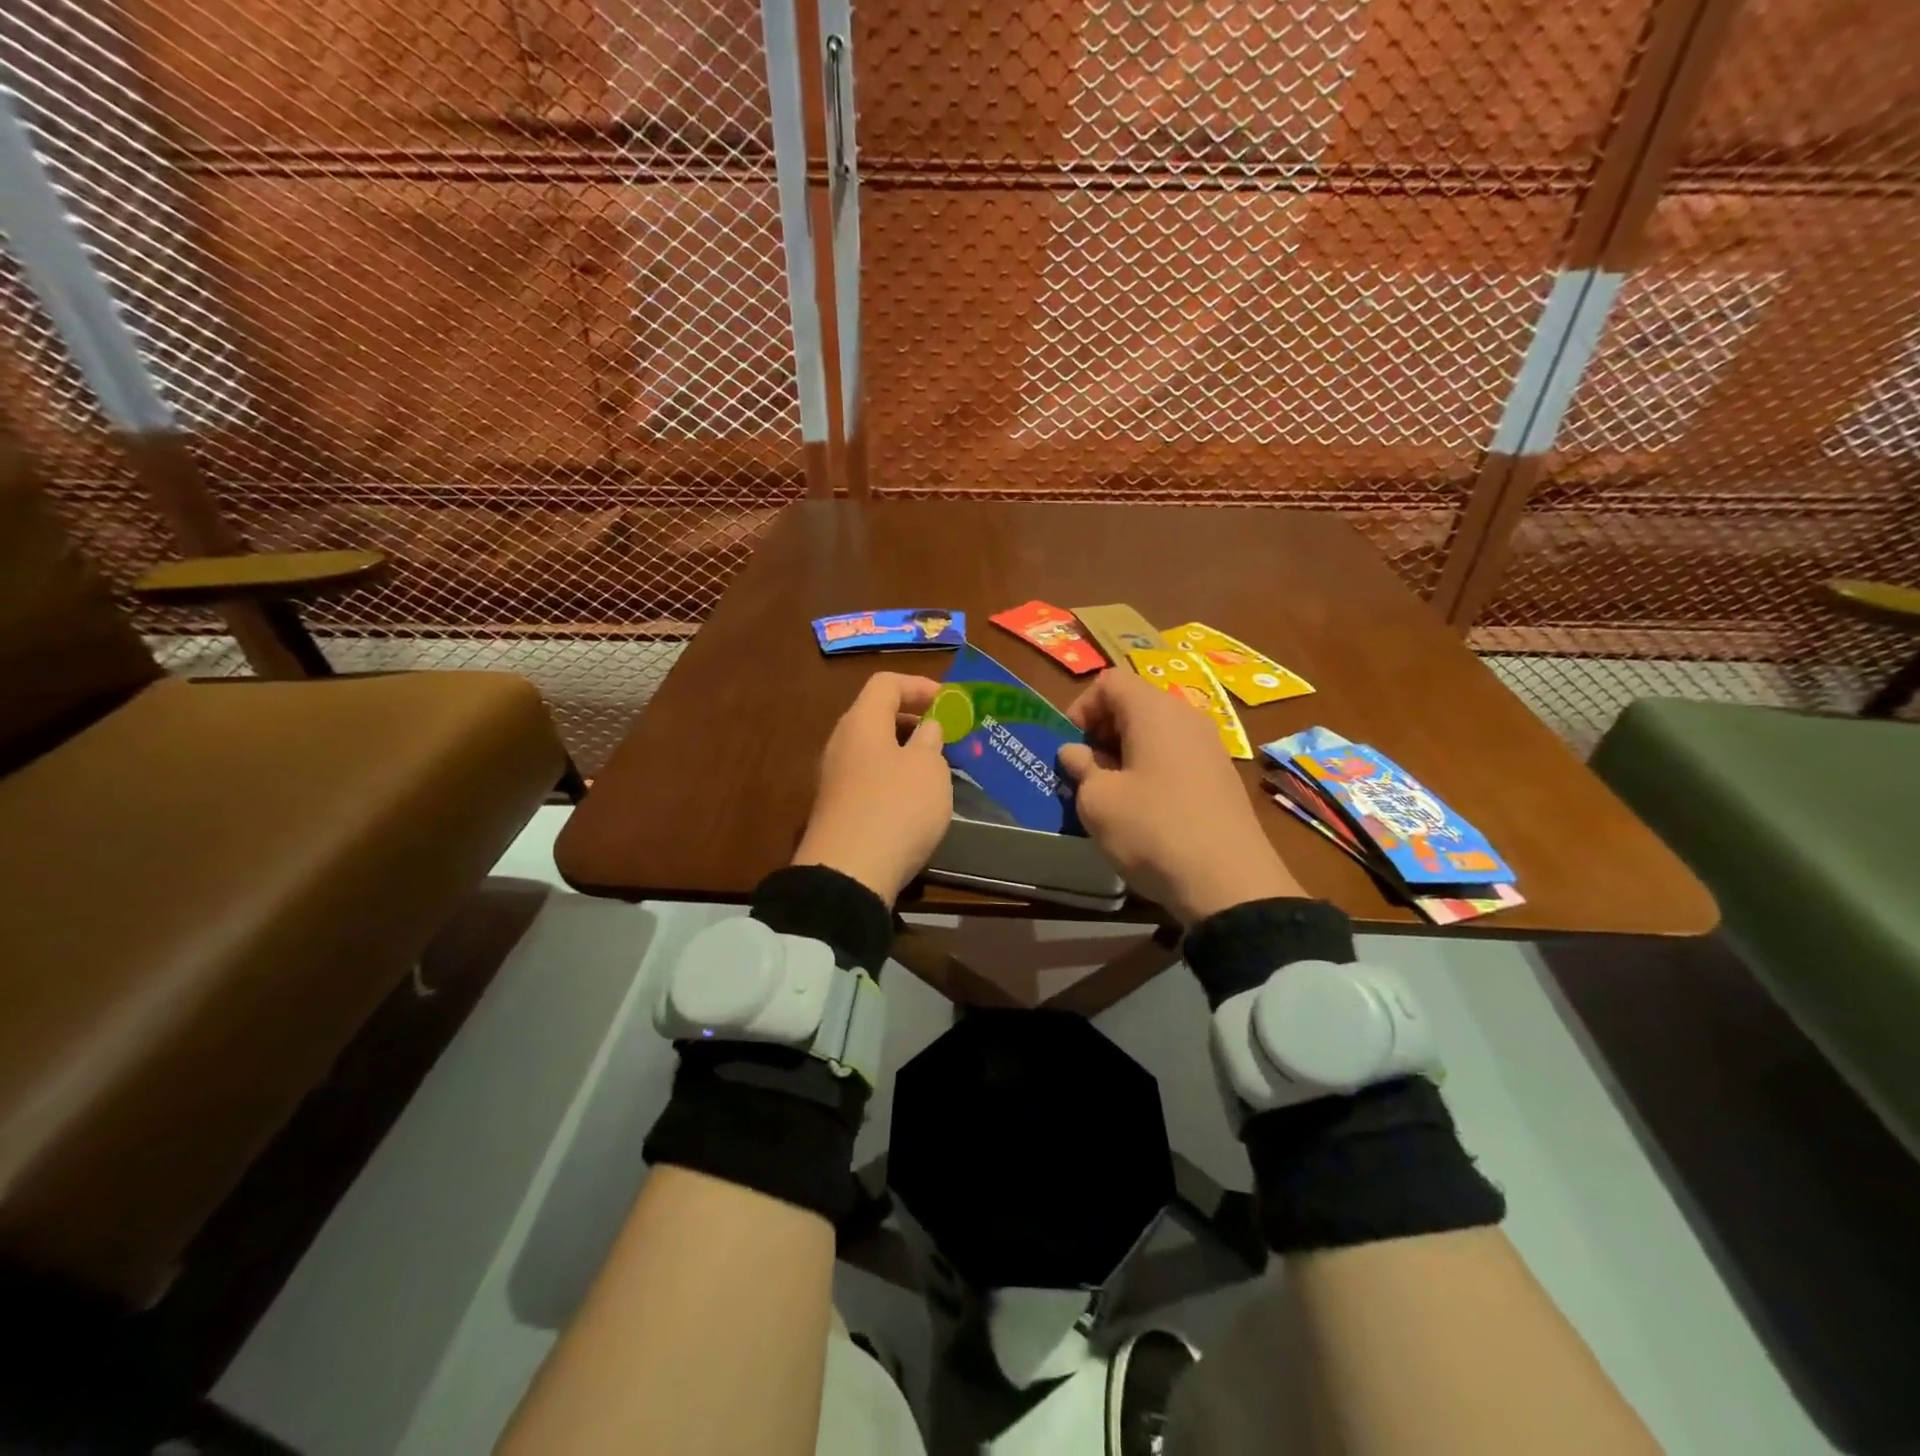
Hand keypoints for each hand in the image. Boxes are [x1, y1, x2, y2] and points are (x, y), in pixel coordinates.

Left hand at [794, 672, 952, 905]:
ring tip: (938, 768)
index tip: (950, 703)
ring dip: (906, 752)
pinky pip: (869, 777)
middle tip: (947, 736)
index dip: (919, 686)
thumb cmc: (896, 807)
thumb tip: (926, 727)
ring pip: (874, 749)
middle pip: (877, 715)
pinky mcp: (838, 808)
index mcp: (861, 721)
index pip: (886, 684)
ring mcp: (835, 777)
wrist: (849, 872)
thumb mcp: (927, 768)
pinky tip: (916, 800)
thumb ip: (930, 739)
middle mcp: (842, 743)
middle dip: (914, 720)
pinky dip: (894, 777)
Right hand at [1059, 670, 1302, 924]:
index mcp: (1154, 711)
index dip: (1082, 708)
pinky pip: (1176, 756)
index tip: (1070, 747)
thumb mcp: (1098, 801)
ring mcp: (1210, 747)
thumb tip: (1075, 752)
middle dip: (1102, 732)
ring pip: (1155, 732)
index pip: (1109, 682)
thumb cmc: (1152, 830)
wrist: (1229, 883)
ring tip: (1111, 793)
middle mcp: (1187, 717)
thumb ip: (1080, 768)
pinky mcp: (1222, 776)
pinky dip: (1152, 770)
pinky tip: (1144, 809)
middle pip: (1134, 704)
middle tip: (1086, 771)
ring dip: (1125, 754)